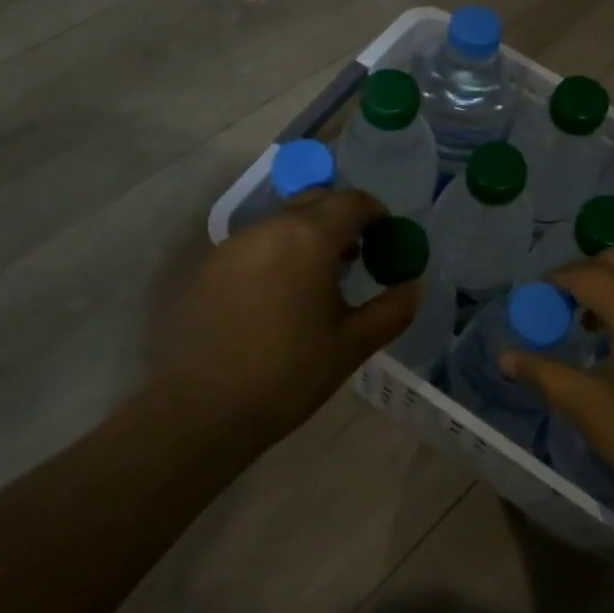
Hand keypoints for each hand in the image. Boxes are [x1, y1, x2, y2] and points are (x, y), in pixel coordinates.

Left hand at [141, 189, 418, 454]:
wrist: (198, 411)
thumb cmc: (286, 375)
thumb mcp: (351, 346)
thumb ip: (391, 310)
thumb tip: (415, 286)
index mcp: (309, 237)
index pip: (352, 201)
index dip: (376, 213)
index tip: (387, 239)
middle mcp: (270, 227)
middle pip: (315, 201)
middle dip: (342, 218)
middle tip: (358, 256)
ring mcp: (234, 244)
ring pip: (283, 220)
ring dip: (309, 234)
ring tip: (320, 280)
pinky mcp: (209, 266)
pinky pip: (257, 242)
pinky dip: (279, 251)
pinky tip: (281, 295)